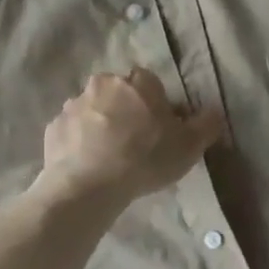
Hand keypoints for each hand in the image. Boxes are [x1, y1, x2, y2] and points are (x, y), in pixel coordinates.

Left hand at [38, 68, 222, 205]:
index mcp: (138, 83)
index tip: (159, 128)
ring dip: (100, 125)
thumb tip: (215, 112)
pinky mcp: (53, 128)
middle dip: (125, 110)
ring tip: (109, 157)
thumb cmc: (144, 159)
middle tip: (134, 142)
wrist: (88, 185)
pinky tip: (88, 164)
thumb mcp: (189, 147)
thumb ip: (206, 125)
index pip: (150, 83)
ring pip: (92, 110)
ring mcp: (73, 105)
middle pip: (119, 93)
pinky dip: (79, 142)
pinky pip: (71, 131)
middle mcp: (103, 84)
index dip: (156, 104)